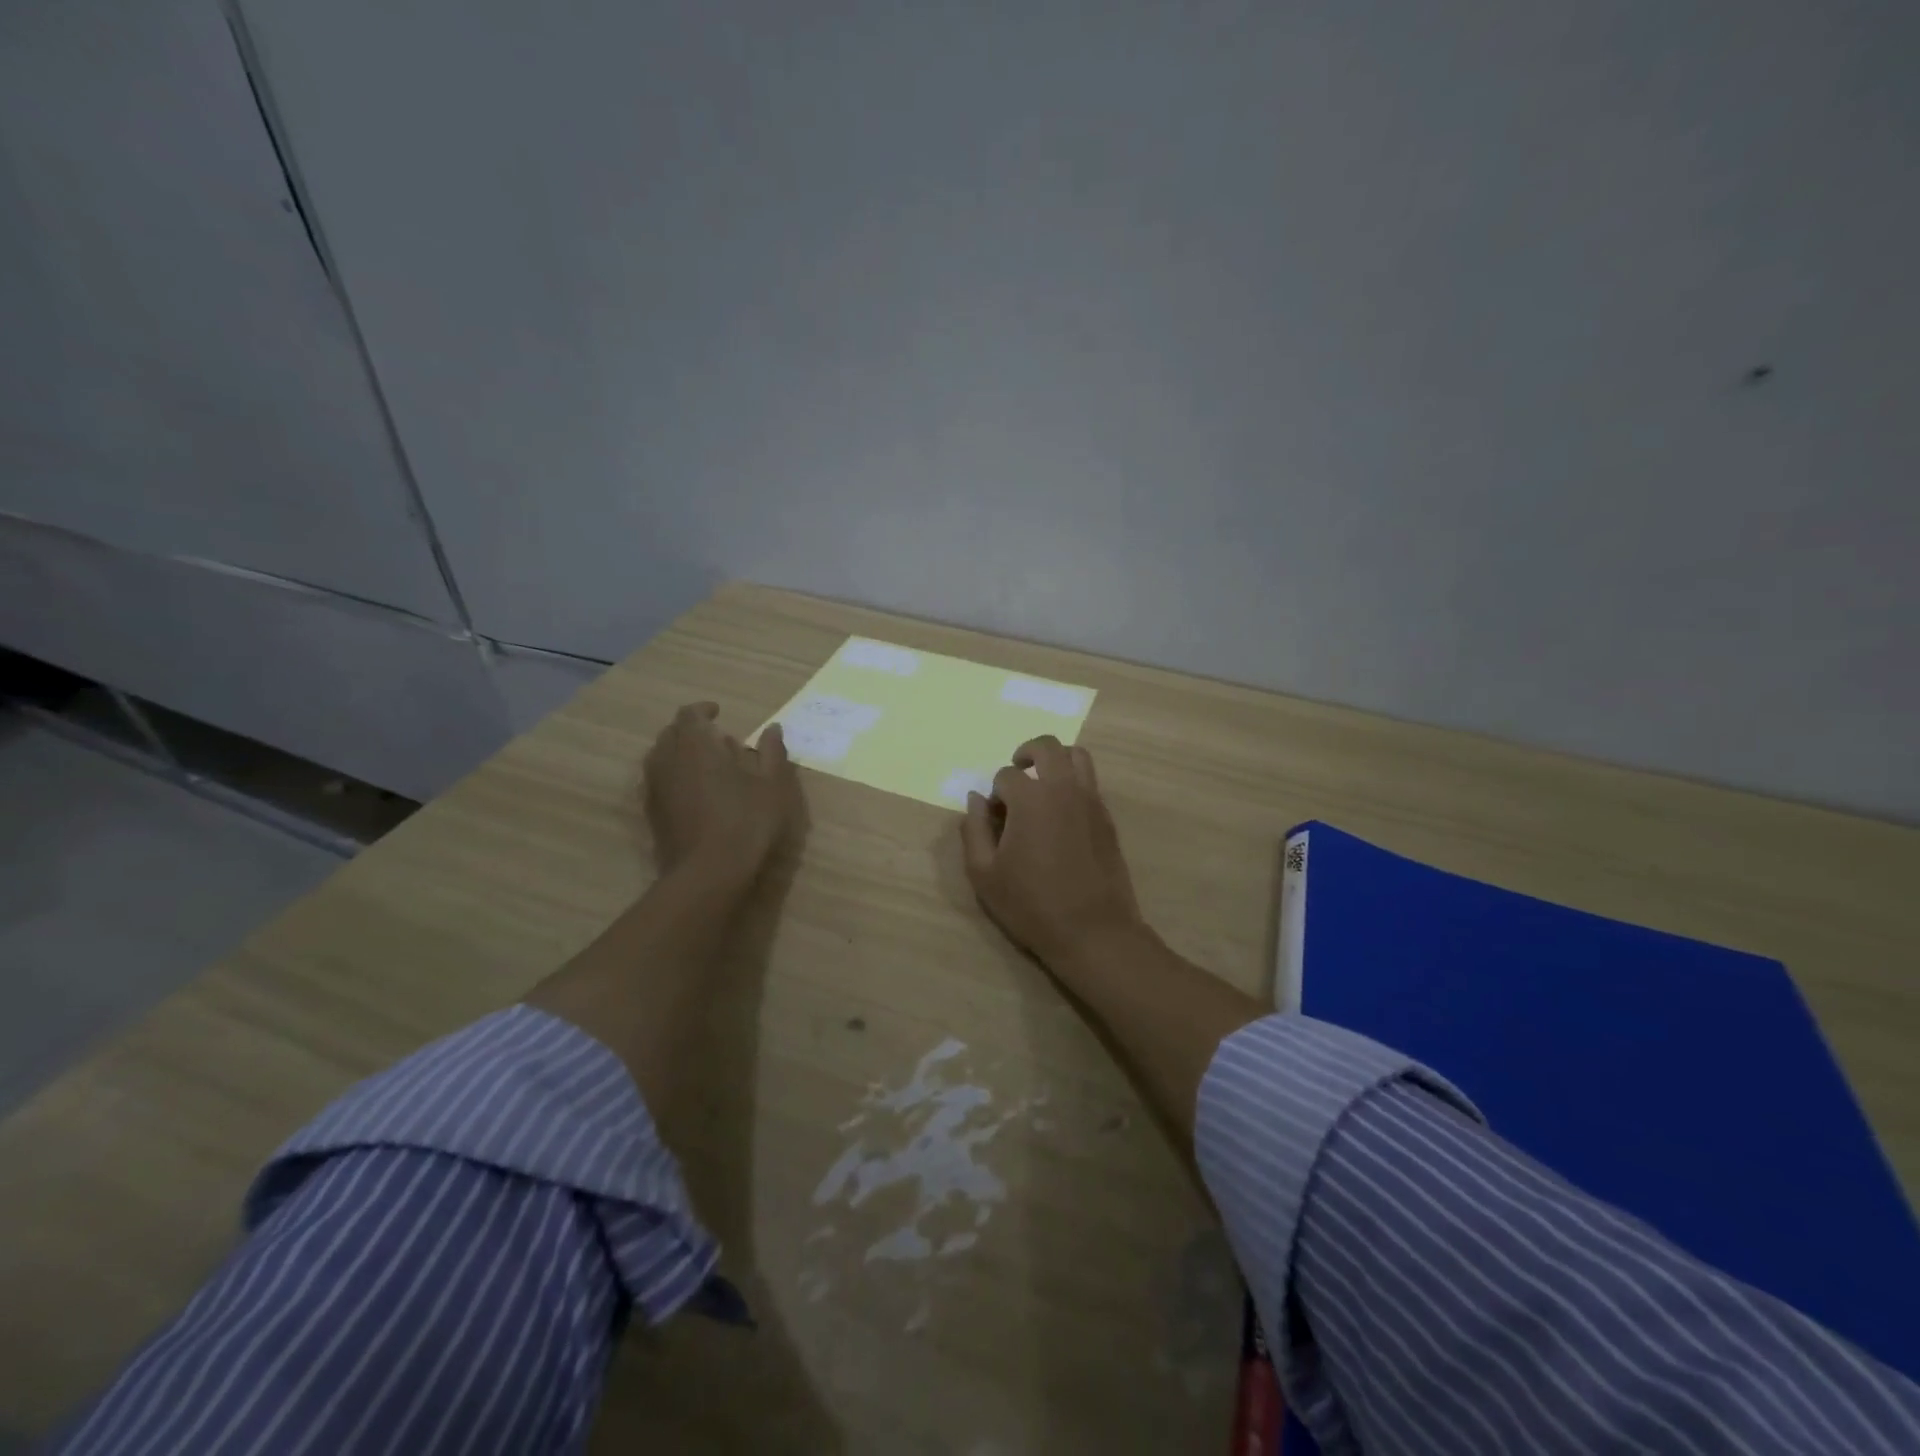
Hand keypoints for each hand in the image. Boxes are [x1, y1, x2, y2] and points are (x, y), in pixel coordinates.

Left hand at [644, 702, 802, 884]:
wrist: (708, 871)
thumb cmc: (746, 820)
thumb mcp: (772, 784)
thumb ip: (772, 752)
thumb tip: (773, 728)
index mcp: (696, 744)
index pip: (690, 714)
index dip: (703, 710)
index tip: (719, 713)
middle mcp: (668, 758)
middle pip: (671, 733)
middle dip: (691, 730)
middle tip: (716, 739)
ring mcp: (656, 787)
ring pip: (662, 757)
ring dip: (680, 753)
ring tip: (706, 765)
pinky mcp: (652, 812)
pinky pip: (660, 781)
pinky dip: (675, 776)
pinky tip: (696, 793)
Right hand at [959, 735, 1143, 969]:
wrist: (1093, 931)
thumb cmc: (1031, 905)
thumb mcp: (984, 874)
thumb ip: (974, 830)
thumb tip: (975, 799)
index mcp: (1031, 799)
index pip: (1005, 776)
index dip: (995, 794)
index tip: (994, 818)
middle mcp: (1064, 789)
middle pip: (1047, 747)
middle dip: (1025, 754)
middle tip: (1015, 774)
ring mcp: (1091, 801)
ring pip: (1077, 756)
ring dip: (1055, 759)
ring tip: (1042, 782)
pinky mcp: (1107, 817)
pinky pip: (1090, 782)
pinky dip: (1073, 782)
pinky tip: (1061, 812)